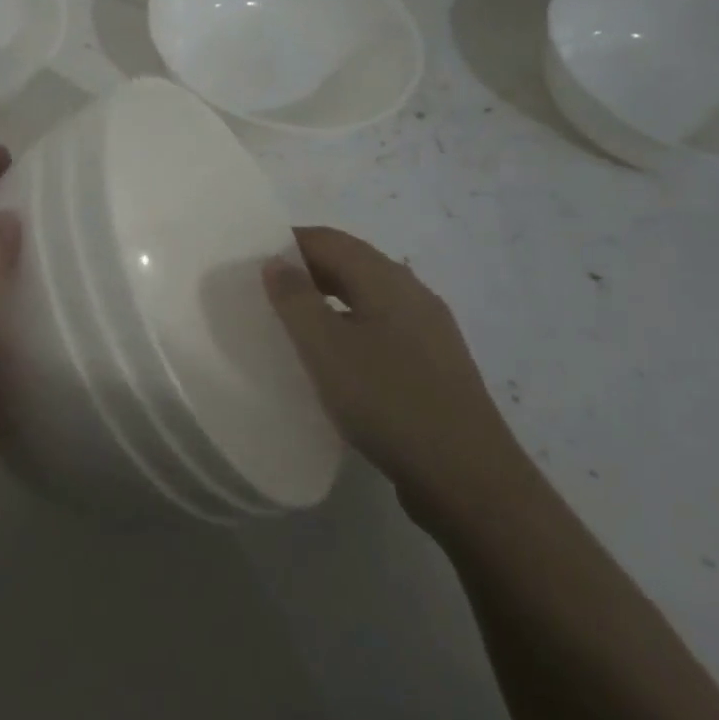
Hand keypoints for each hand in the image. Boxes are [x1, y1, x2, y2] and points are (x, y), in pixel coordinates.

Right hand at [264, 226, 528, 522]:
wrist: (469, 479)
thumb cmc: (388, 401)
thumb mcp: (326, 347)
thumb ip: (295, 299)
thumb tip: (276, 262)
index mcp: (387, 279)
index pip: (329, 240)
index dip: (287, 242)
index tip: (249, 260)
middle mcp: (412, 294)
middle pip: (350, 263)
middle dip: (305, 269)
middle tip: (262, 290)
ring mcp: (429, 331)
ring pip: (367, 297)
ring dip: (326, 299)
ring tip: (290, 324)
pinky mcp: (434, 366)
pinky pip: (380, 328)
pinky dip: (348, 327)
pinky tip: (333, 360)